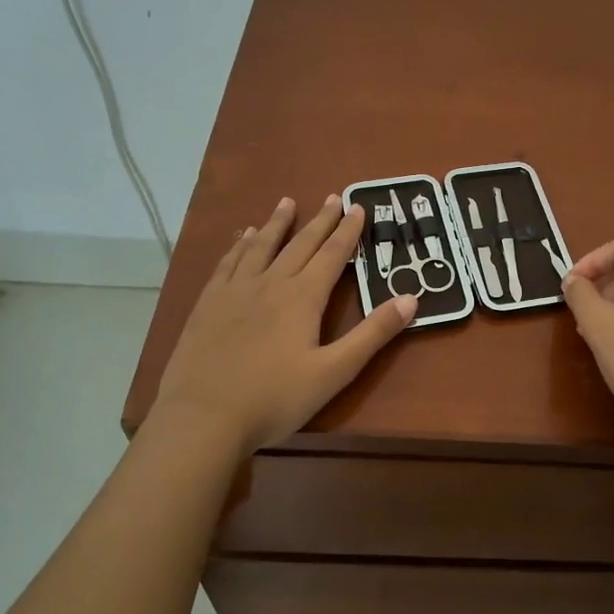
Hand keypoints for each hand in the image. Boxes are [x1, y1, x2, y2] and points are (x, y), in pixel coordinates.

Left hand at [150, 194, 415, 455]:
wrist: (202, 417)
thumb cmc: (274, 398)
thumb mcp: (334, 372)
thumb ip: (372, 334)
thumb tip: (411, 298)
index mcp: (303, 297)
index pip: (332, 255)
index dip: (348, 231)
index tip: (358, 207)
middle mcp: (270, 283)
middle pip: (300, 244)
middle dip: (320, 221)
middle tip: (333, 197)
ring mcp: (235, 291)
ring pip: (261, 246)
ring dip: (277, 223)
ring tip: (287, 202)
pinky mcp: (208, 303)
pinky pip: (228, 263)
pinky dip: (240, 245)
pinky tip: (243, 237)